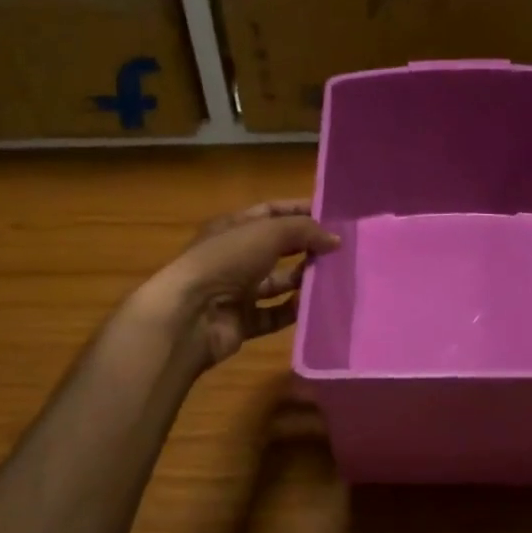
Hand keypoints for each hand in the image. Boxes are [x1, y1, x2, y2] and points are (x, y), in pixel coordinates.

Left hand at [141, 200, 339, 368]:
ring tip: (333, 278)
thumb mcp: (268, 233)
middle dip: (306, 247)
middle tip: (341, 250)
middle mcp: (234, 257)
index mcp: (233, 228)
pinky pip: (274, 314)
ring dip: (302, 280)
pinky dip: (292, 311)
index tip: (333, 216)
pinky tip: (314, 307)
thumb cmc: (226, 261)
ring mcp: (237, 291)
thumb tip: (335, 239)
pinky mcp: (242, 321)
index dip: (299, 211)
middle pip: (277, 248)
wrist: (190, 314)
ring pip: (277, 283)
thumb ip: (304, 230)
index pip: (270, 212)